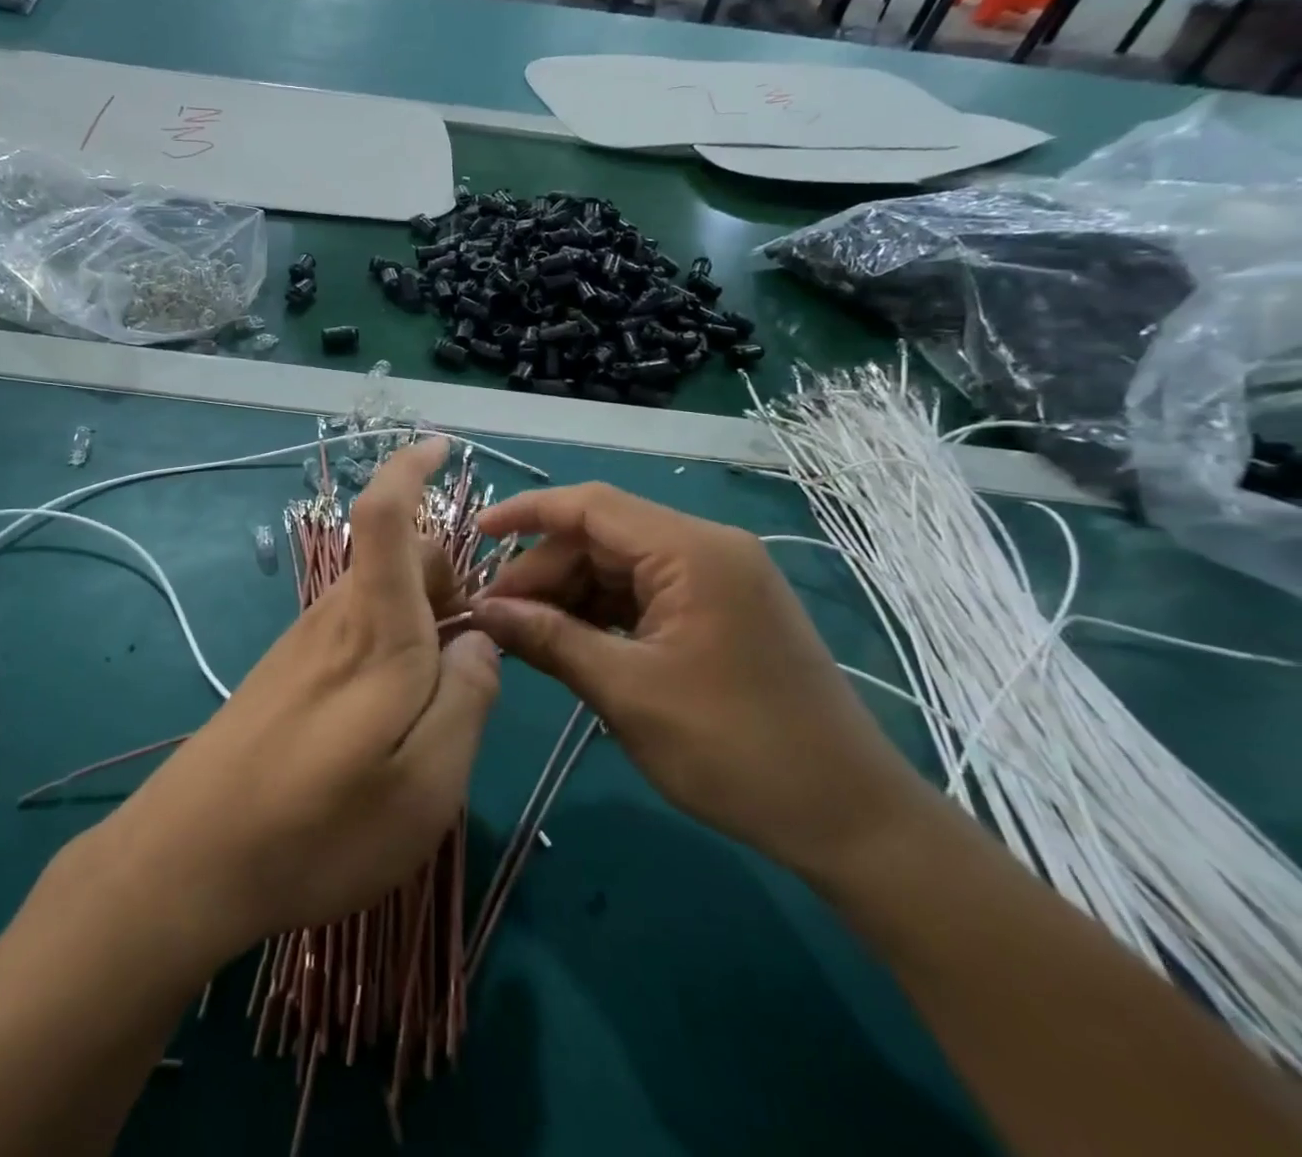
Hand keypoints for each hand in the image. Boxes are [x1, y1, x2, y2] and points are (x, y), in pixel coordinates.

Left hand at [82, 440, 497, 963]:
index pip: (385, 515)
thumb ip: (468, 699)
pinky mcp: (285, 673)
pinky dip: (390, 651)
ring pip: (381, 599)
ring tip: (431, 709)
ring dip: (421, 625)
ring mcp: (304, 643)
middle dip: (448, 583)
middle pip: (400, 559)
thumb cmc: (320, 825)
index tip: (438, 444)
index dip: (409, 468)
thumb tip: (482, 640)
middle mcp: (336, 617)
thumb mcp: (428, 782)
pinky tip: (384, 726)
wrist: (189, 860)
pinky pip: (355, 633)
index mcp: (377, 627)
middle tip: (469, 663)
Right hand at [468, 485, 935, 880]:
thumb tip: (482, 610)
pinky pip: (645, 593)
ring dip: (569, 595)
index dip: (526, 513)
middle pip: (602, 537)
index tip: (474, 535)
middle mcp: (707, 549)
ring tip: (525, 634)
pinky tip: (570, 642)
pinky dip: (602, 613)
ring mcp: (718, 580)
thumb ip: (548, 638)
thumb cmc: (736, 750)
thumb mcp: (626, 691)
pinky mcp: (721, 611)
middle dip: (543, 571)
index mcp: (692, 551)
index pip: (591, 505)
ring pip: (620, 566)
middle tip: (496, 615)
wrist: (851, 820)